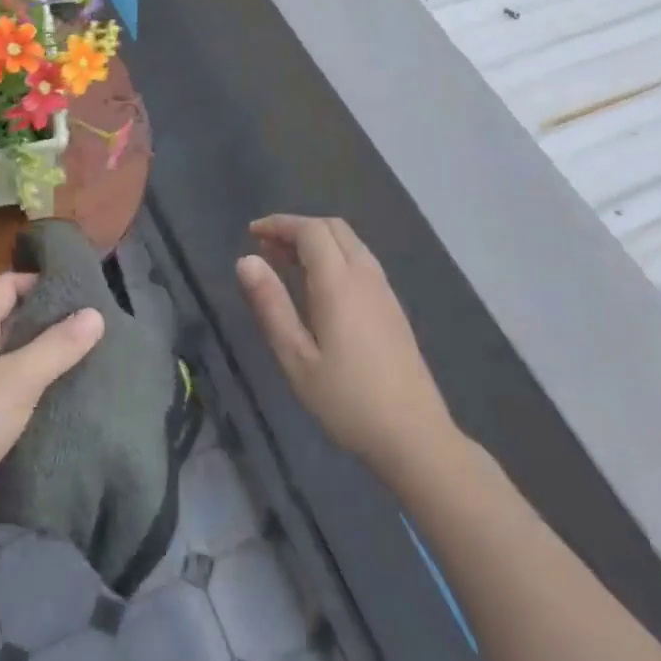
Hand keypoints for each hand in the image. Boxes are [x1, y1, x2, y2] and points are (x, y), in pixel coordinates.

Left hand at [0, 274, 102, 556]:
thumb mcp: (16, 380)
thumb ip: (56, 346)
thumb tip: (95, 313)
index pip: (6, 285)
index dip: (41, 279)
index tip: (84, 285)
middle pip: (13, 322)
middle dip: (53, 321)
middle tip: (101, 323)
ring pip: (17, 363)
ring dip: (51, 360)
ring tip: (99, 358)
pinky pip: (16, 399)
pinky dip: (42, 396)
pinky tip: (75, 400)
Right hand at [236, 215, 456, 479]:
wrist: (414, 436)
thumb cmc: (346, 400)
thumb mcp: (296, 357)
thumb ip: (271, 304)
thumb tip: (246, 260)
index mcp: (339, 283)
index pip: (310, 231)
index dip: (280, 224)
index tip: (252, 233)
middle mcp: (365, 276)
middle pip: (333, 228)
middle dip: (297, 228)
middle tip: (266, 247)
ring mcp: (384, 291)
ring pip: (350, 243)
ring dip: (317, 241)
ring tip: (285, 262)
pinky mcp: (392, 307)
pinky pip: (360, 261)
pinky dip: (334, 256)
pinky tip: (318, 285)